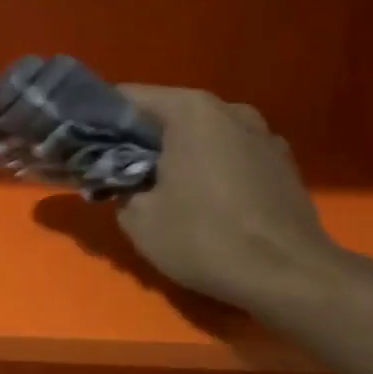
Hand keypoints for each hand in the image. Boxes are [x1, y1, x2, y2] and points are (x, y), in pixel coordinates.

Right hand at [115, 86, 344, 309]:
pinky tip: (205, 203)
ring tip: (161, 190)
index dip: (100, 120)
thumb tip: (124, 182)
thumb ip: (119, 188)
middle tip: (116, 171)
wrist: (290, 275)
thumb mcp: (140, 219)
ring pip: (203, 136)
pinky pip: (231, 156)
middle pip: (169, 115)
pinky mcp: (282, 163)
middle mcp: (230, 110)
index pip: (129, 98)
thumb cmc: (205, 238)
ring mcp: (263, 135)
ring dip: (178, 155)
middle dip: (140, 140)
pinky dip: (211, 169)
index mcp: (191, 111)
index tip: (83, 144)